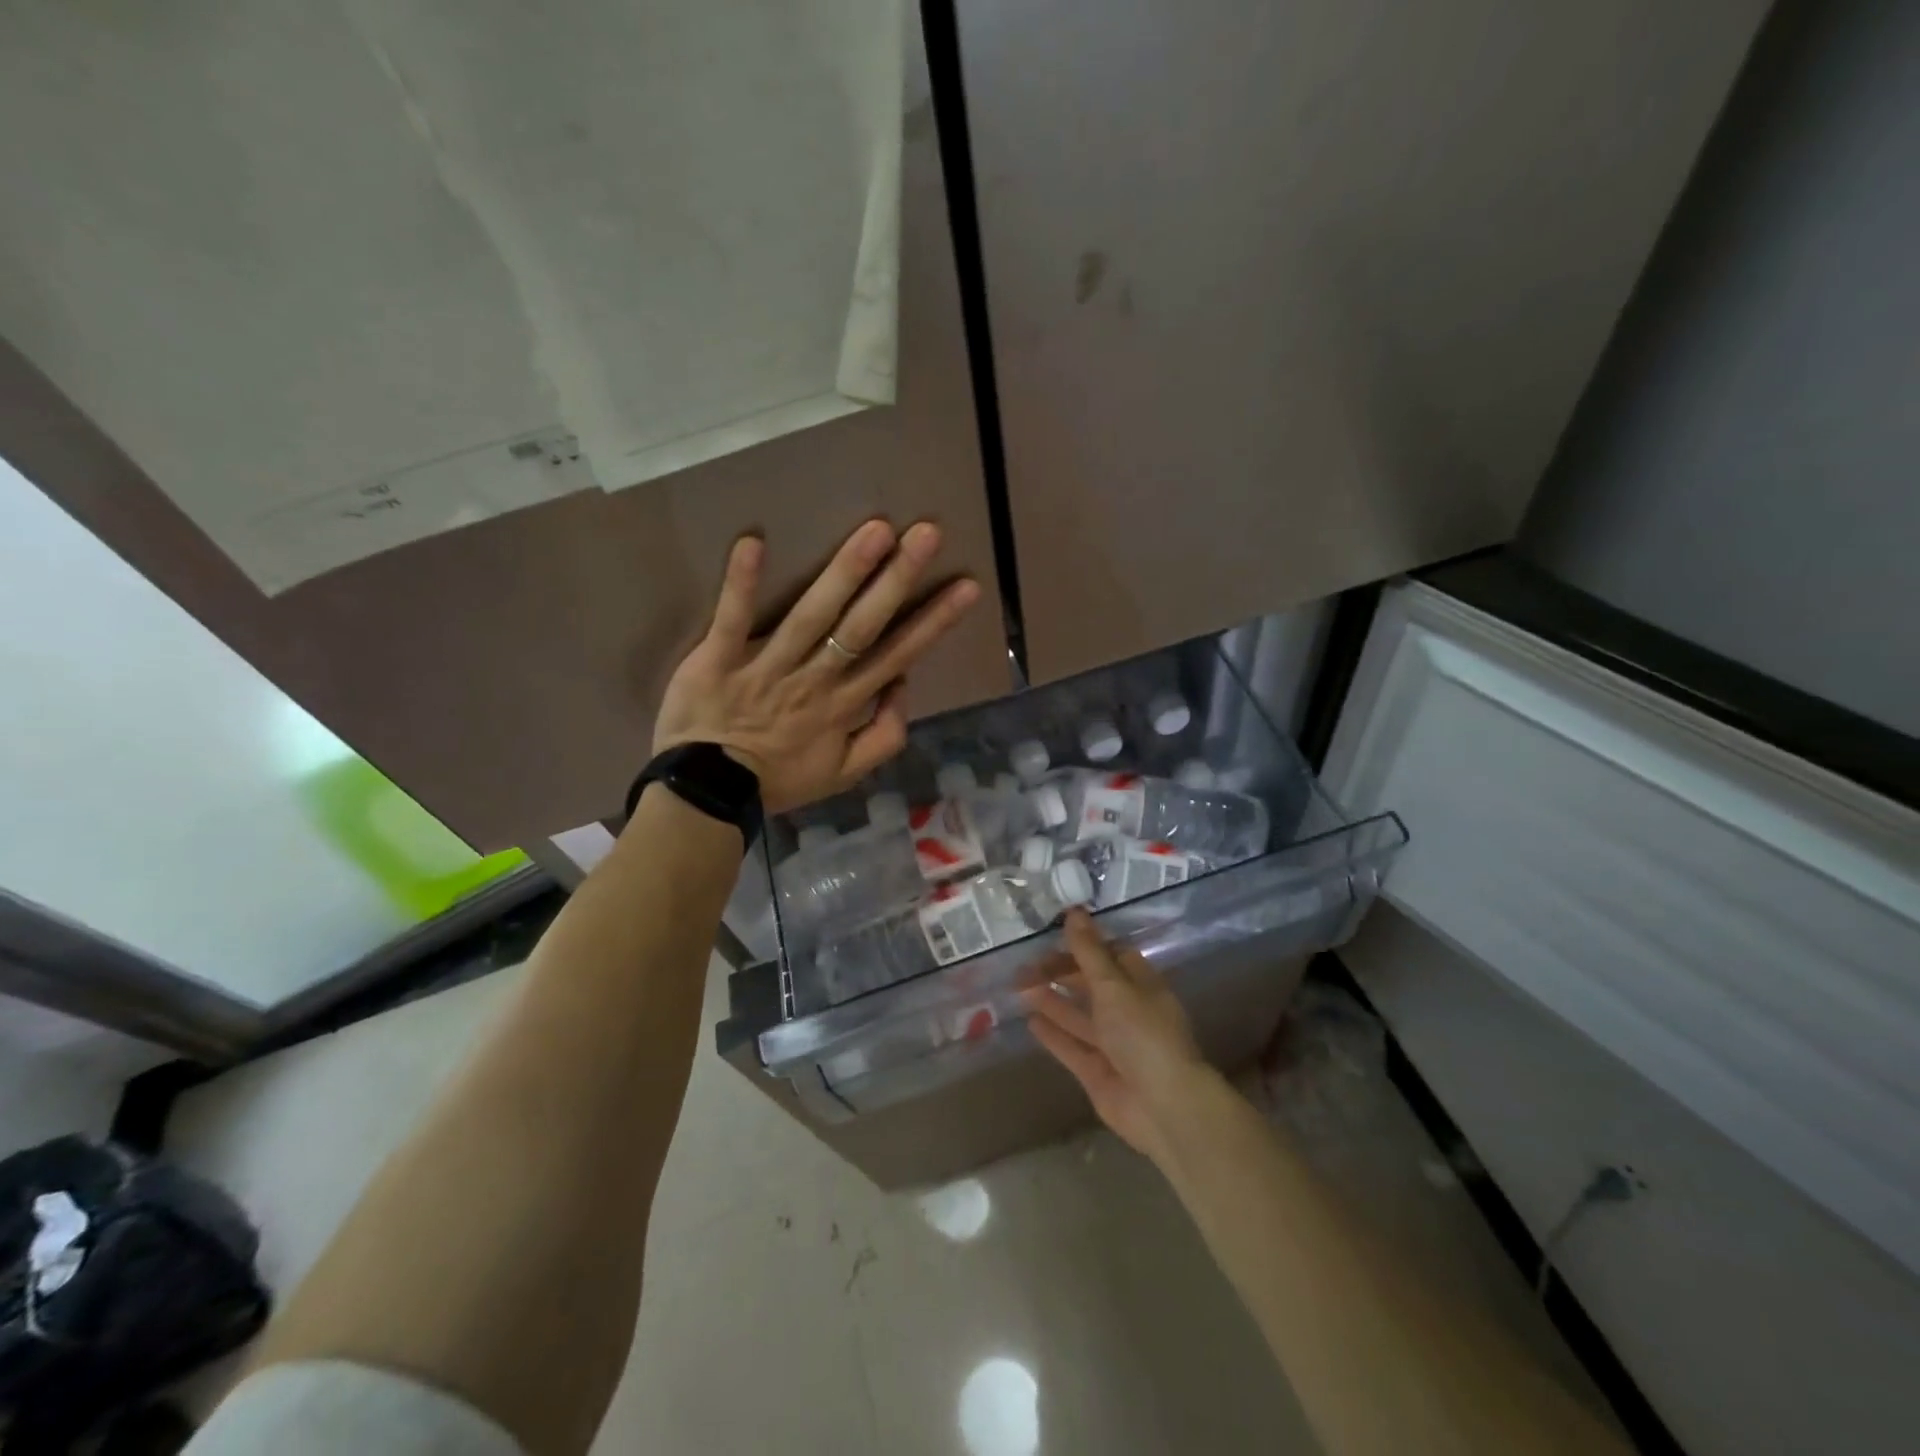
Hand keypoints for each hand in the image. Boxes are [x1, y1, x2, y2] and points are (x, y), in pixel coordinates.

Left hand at [653, 519, 980, 813]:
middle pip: (862, 626)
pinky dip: (741, 583)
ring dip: (844, 572)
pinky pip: (732, 619)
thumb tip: (902, 684)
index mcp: (844, 704)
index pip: (897, 654)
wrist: (708, 795)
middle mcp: (814, 679)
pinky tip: (753, 542)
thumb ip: (884, 736)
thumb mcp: (845, 774)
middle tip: (927, 534)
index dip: (933, 621)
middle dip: (898, 580)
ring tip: (875, 531)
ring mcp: (767, 668)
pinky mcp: (719, 660)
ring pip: (811, 616)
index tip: (965, 586)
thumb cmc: (778, 779)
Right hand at [1023, 909, 1218, 1166]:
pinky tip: (1029, 1021)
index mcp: (1140, 985)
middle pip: (1090, 984)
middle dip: (1060, 972)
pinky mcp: (1097, 1071)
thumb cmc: (1143, 1034)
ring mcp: (1113, 1043)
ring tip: (1018, 986)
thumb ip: (1089, 952)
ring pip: (1078, 1015)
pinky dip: (1053, 1034)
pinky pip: (1071, 1046)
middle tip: (1024, 964)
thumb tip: (1074, 912)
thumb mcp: (1114, 986)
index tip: (1052, 934)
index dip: (1083, 944)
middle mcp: (1128, 1011)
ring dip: (1051, 1000)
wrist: (1163, 1106)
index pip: (1110, 955)